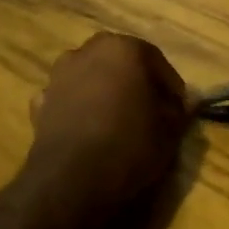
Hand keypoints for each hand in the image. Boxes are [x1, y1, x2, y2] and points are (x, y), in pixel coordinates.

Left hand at [27, 33, 190, 211]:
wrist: (71, 179)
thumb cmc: (129, 146)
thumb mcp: (169, 131)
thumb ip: (180, 110)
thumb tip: (189, 100)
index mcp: (124, 49)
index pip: (157, 61)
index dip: (170, 87)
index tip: (178, 110)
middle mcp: (88, 51)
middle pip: (120, 63)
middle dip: (135, 82)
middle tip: (150, 111)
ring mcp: (59, 74)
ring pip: (91, 77)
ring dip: (104, 91)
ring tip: (117, 121)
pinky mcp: (40, 101)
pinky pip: (68, 99)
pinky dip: (78, 108)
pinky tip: (88, 131)